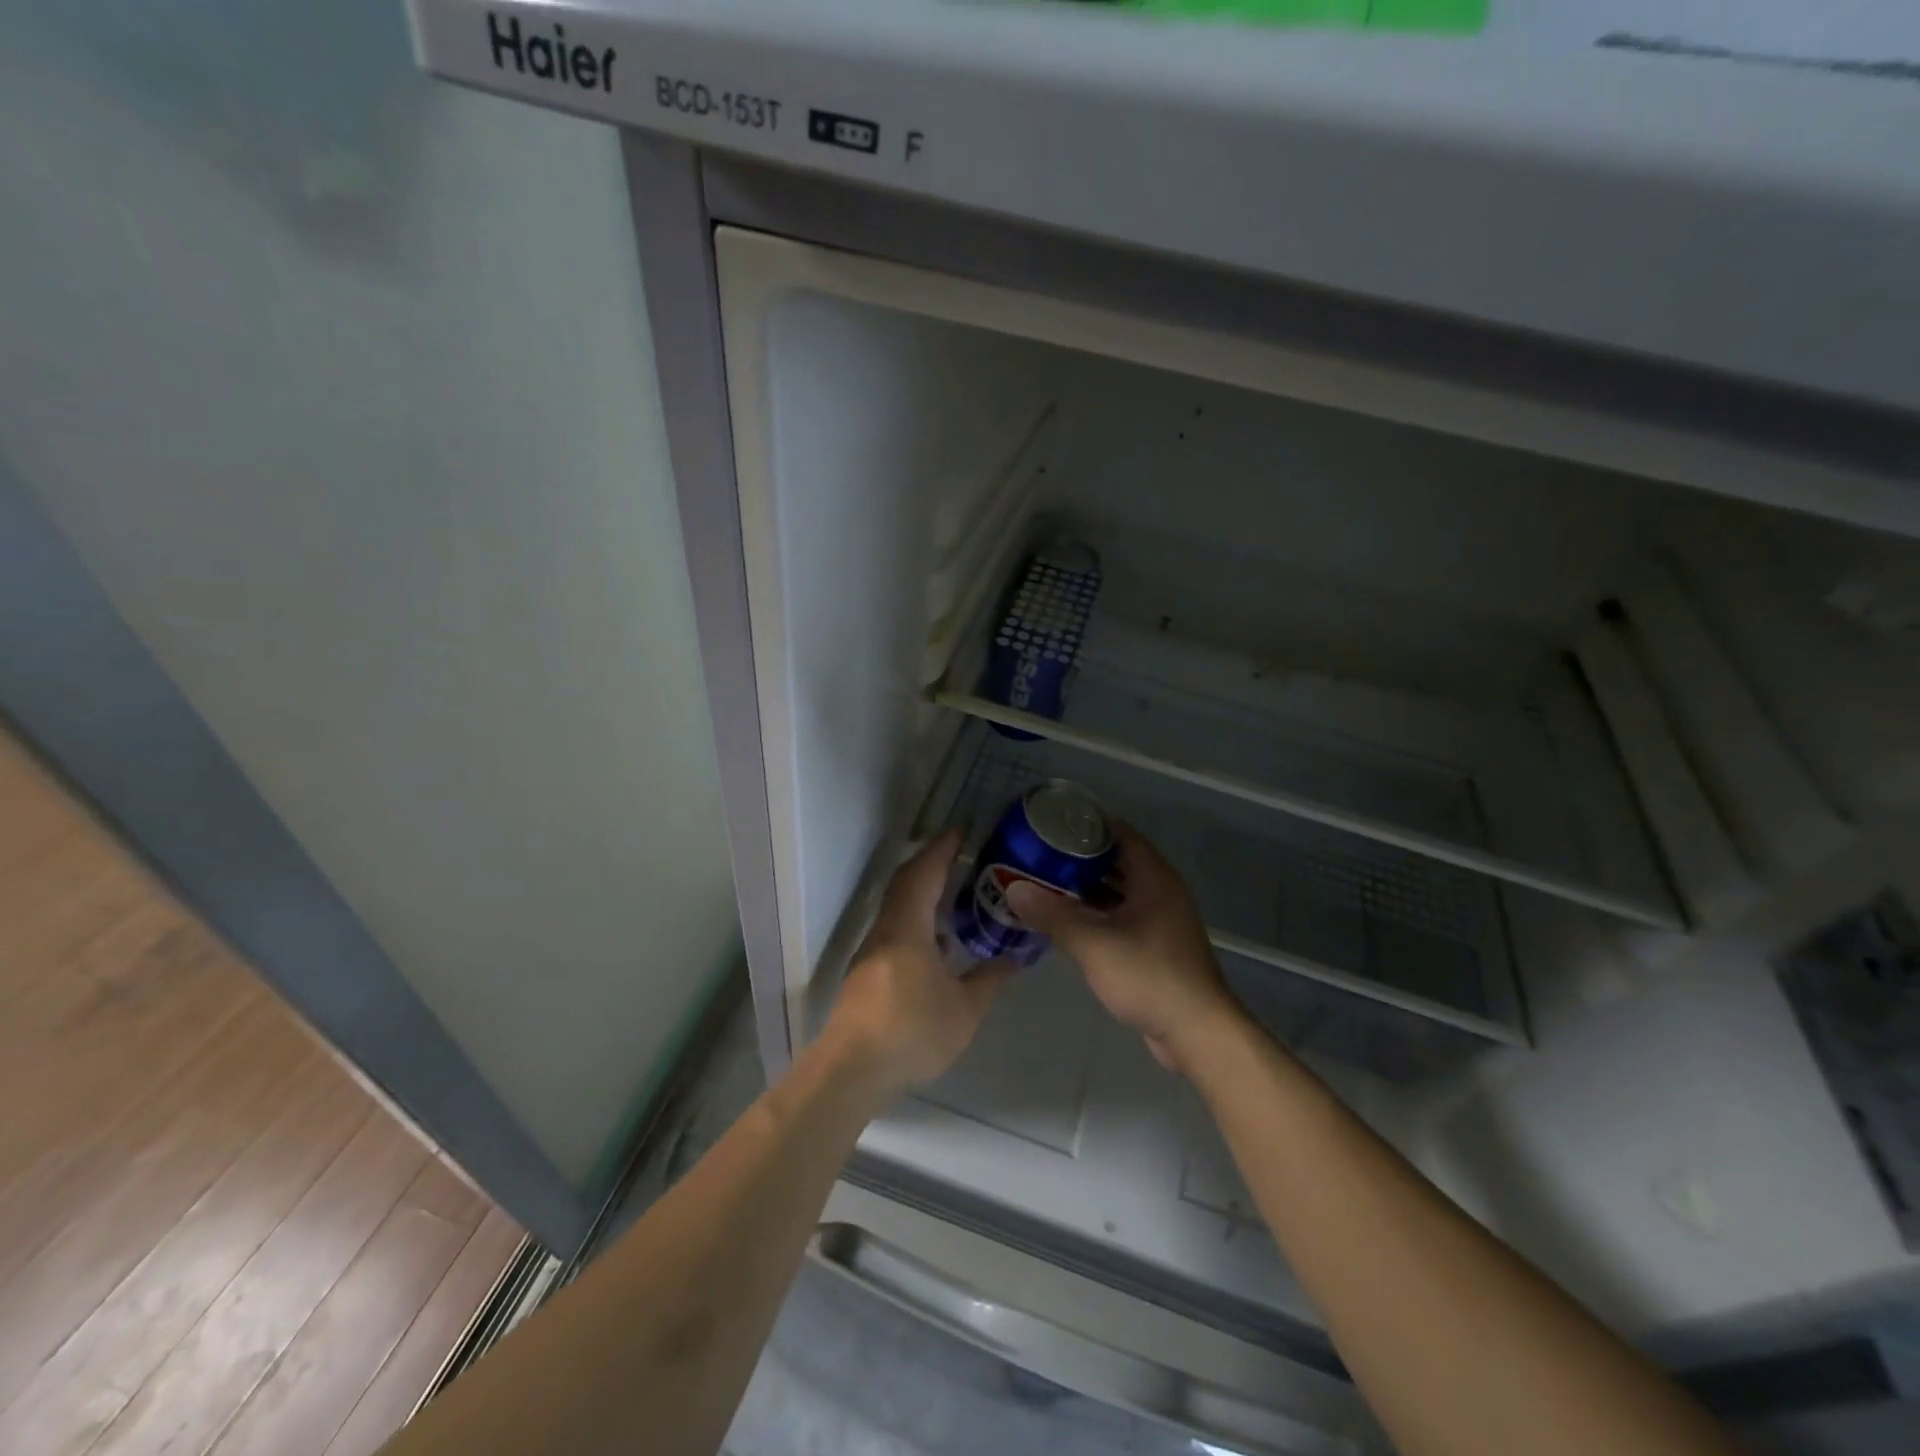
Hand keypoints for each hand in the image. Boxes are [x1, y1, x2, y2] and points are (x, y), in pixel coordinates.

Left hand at [825, 830, 1011, 1094]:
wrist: (852, 1071)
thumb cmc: (911, 1033)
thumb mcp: (964, 1010)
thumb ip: (990, 980)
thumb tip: (1015, 958)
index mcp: (907, 927)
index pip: (924, 873)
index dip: (942, 848)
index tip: (962, 831)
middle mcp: (885, 929)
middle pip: (905, 882)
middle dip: (931, 862)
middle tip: (963, 855)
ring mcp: (871, 950)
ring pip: (897, 905)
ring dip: (922, 890)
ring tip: (955, 891)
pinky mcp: (866, 971)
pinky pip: (894, 926)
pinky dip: (915, 916)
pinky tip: (935, 938)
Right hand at [1006, 824, 1243, 1073]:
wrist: (1197, 1032)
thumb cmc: (1149, 976)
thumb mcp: (1094, 944)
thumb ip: (1053, 914)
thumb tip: (1013, 888)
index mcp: (1154, 877)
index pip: (1119, 833)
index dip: (1085, 825)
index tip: (1050, 825)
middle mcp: (1161, 890)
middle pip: (1116, 861)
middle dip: (1079, 858)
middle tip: (1040, 856)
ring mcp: (1161, 919)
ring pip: (1118, 890)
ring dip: (1086, 887)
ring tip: (1046, 884)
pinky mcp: (1157, 944)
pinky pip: (1122, 915)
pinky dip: (1097, 912)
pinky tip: (1068, 921)